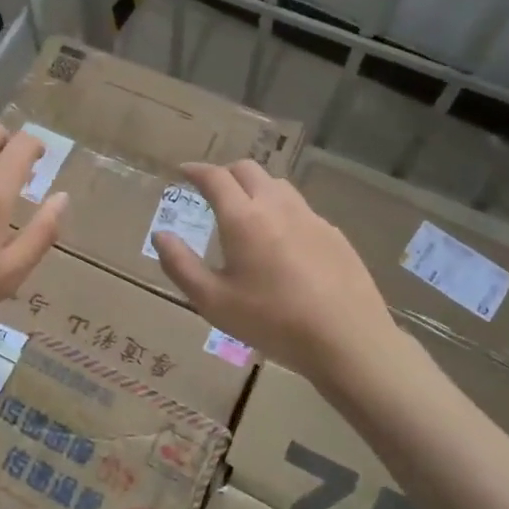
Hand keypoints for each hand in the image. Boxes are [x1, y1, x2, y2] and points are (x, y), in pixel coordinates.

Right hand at [153, 161, 396, 380]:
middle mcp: (277, 206)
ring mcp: (310, 217)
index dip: (196, 169)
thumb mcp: (213, 301)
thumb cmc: (272, 321)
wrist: (347, 339)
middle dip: (225, 173)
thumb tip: (161, 234)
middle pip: (248, 170)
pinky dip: (282, 210)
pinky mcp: (334, 234)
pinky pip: (301, 209)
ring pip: (278, 185)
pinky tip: (283, 241)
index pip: (215, 177)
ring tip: (246, 211)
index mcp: (243, 218)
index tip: (183, 171)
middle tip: (212, 190)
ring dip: (256, 187)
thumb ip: (180, 265)